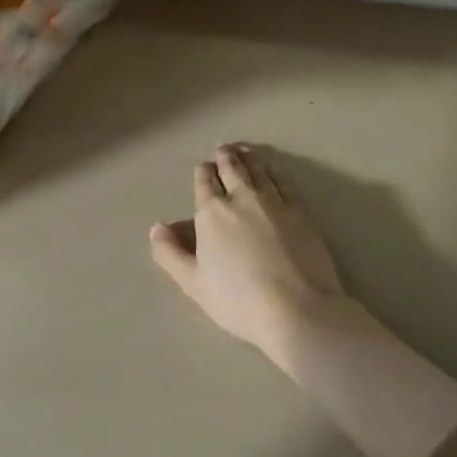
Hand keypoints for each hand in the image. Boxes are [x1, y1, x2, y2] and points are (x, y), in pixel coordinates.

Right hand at [149, 143, 345, 361]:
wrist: (297, 308)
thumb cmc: (238, 300)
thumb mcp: (193, 283)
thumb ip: (170, 253)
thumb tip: (156, 227)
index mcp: (212, 212)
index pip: (204, 182)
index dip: (203, 172)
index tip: (203, 166)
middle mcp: (241, 197)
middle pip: (231, 169)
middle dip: (224, 157)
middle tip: (223, 148)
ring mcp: (274, 201)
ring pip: (258, 170)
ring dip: (248, 157)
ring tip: (244, 149)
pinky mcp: (300, 210)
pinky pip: (283, 182)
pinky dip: (274, 172)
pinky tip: (273, 171)